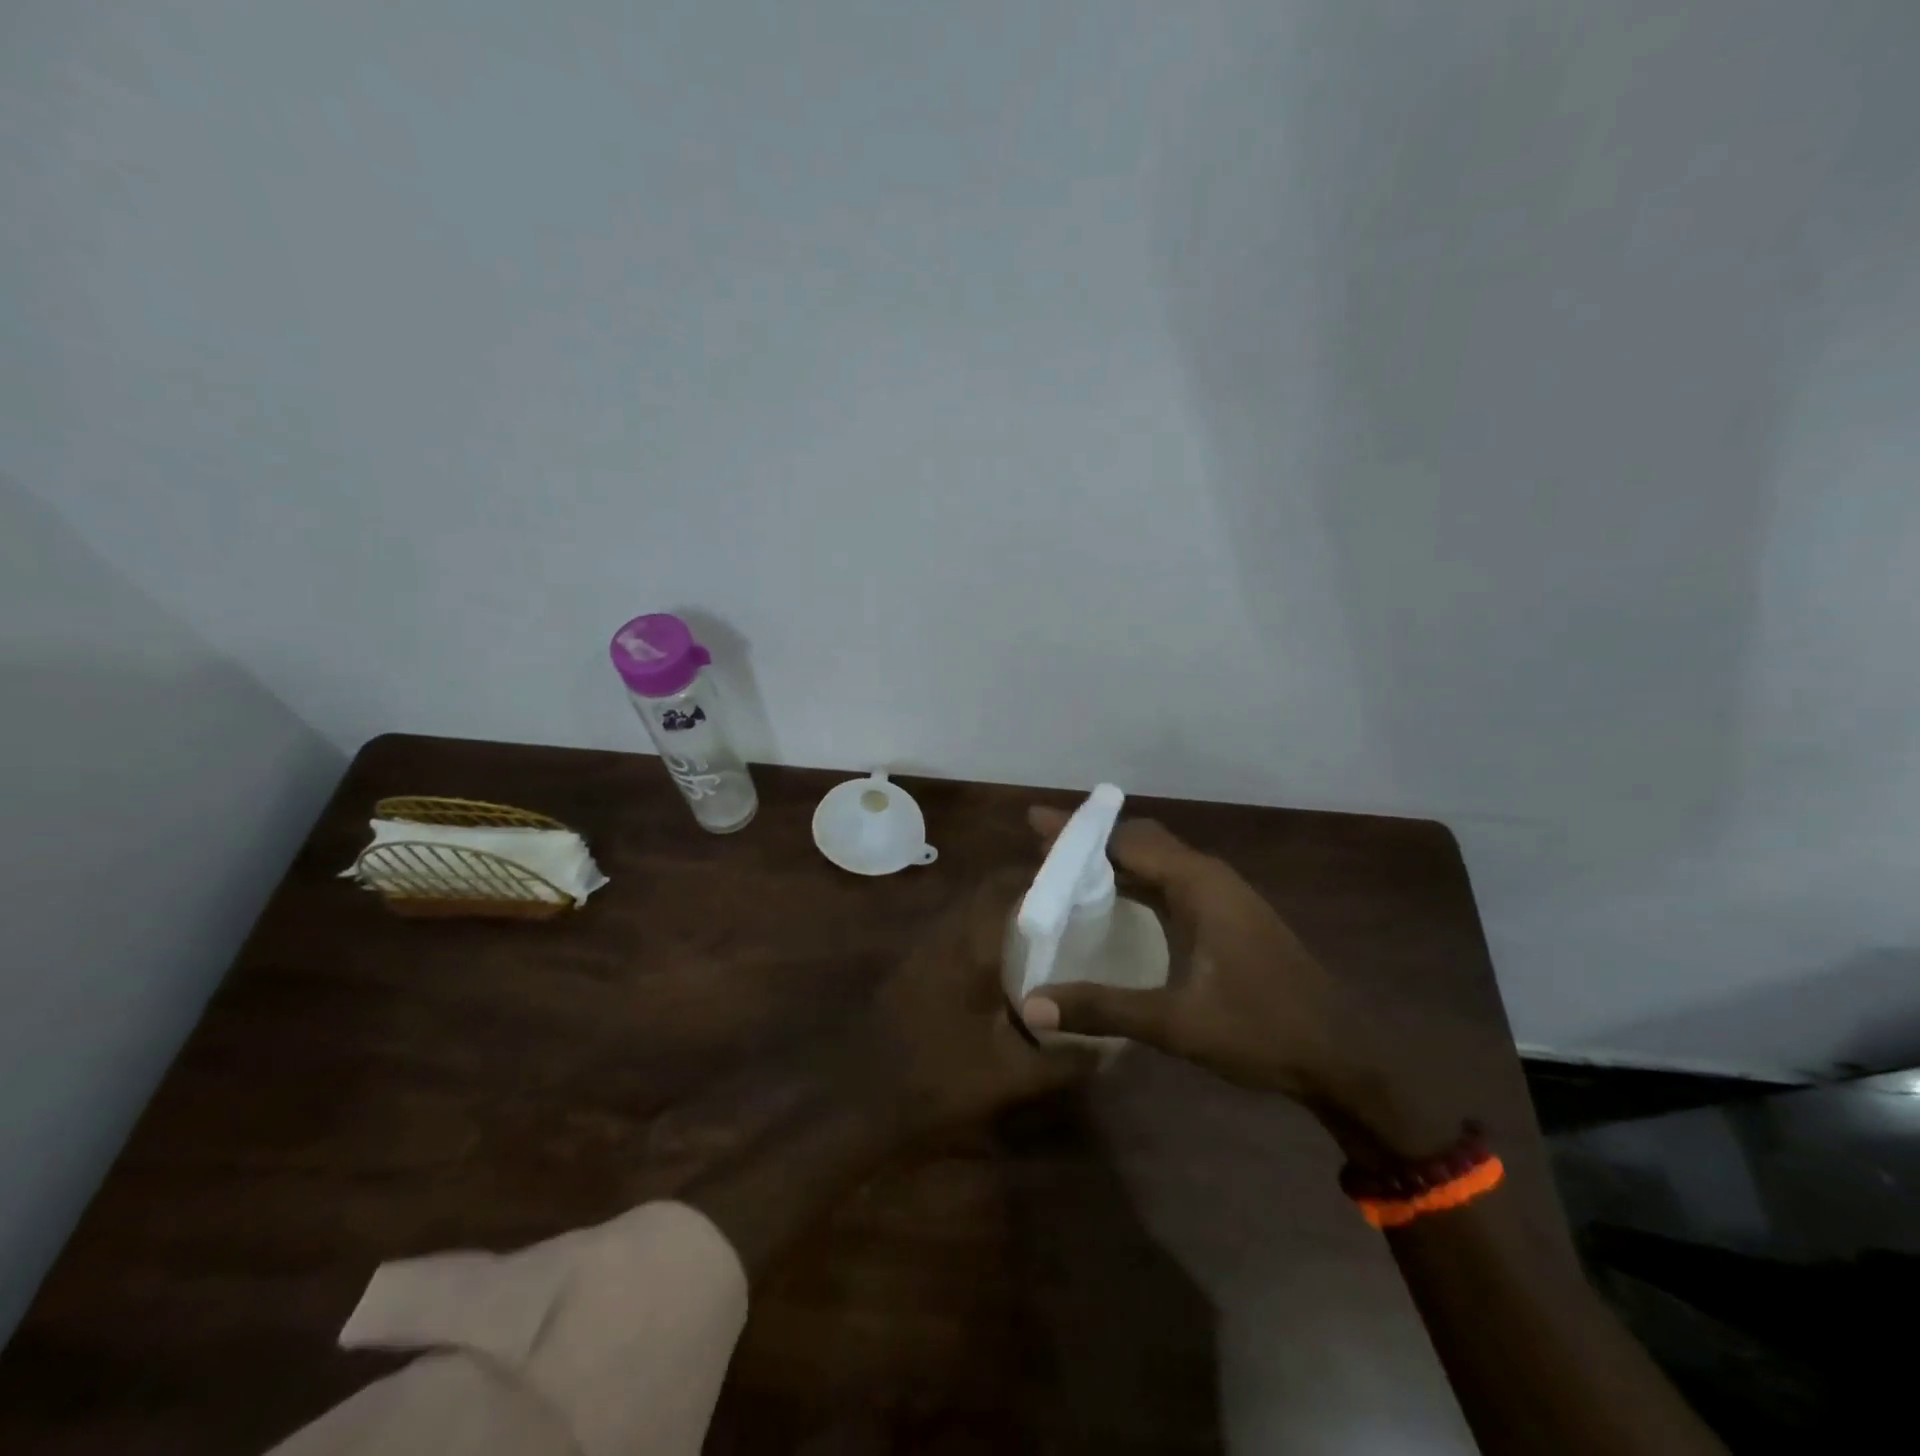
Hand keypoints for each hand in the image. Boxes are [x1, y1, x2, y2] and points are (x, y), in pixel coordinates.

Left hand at [846, 871, 1098, 1136]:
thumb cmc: (943, 1082)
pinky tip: (1001, 963)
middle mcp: (943, 938)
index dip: (1033, 874)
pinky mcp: (911, 969)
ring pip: (966, 912)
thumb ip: (1066, 1060)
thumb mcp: (1013, 1077)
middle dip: (1021, 891)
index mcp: (969, 950)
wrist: (868, 1105)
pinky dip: (979, 933)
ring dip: (998, 912)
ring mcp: (922, 952)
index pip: (1000, 888)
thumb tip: (1111, 1049)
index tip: (1069, 877)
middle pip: (983, 893)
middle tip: (1061, 904)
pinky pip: (952, 934)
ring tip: (1039, 928)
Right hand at [1020, 809, 1457, 1153]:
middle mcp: (1210, 877)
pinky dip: (1135, 882)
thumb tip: (1032, 1007)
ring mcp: (1224, 896)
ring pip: (1158, 860)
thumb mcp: (1177, 1024)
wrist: (1344, 1059)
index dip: (1077, 833)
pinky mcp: (1229, 917)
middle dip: (1091, 841)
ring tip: (1066, 870)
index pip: (1126, 841)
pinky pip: (1171, 882)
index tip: (1034, 822)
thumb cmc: (1263, 1031)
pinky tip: (1115, 902)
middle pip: (1140, 840)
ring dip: (1113, 860)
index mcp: (1200, 884)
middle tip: (1042, 849)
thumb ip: (1103, 1008)